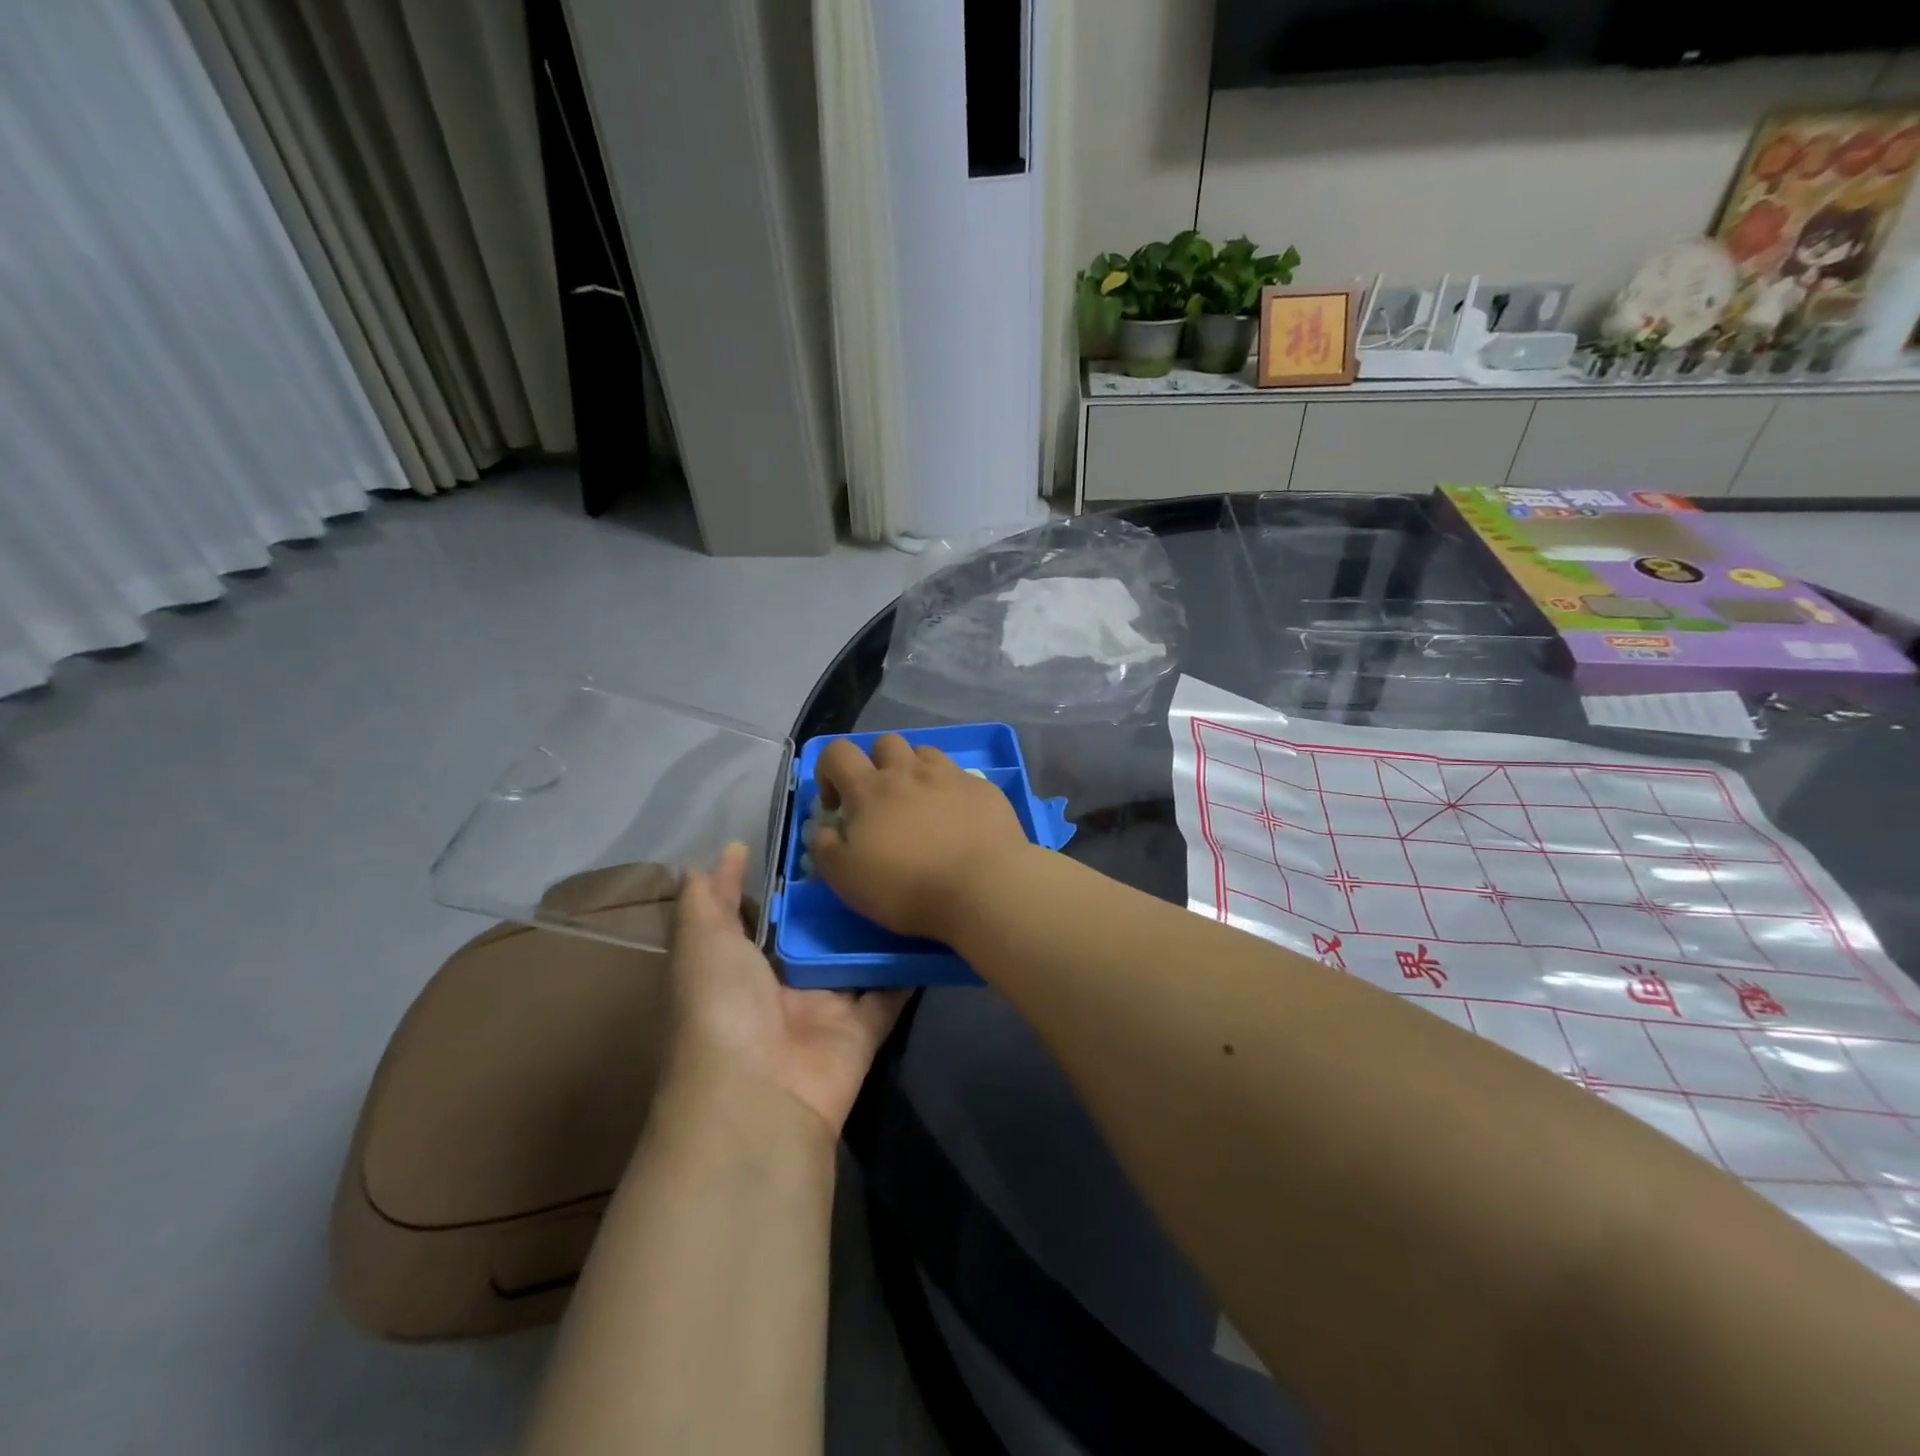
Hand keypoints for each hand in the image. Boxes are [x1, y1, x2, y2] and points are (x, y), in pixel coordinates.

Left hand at [668, 843, 905, 1136]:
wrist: (757, 1092)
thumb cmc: (722, 1006)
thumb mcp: (702, 942)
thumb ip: (710, 898)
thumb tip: (724, 851)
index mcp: (744, 966)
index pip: (771, 916)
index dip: (790, 882)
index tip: (821, 837)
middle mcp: (785, 986)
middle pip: (820, 936)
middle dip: (842, 901)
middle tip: (875, 850)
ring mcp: (826, 1009)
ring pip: (858, 960)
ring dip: (879, 929)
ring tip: (909, 878)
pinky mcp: (862, 1029)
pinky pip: (891, 992)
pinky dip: (911, 968)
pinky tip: (932, 928)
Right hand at [807, 735, 1030, 942]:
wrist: (983, 887)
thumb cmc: (907, 887)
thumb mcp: (847, 879)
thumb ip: (825, 848)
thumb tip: (822, 829)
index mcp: (870, 789)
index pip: (837, 752)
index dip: (828, 771)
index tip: (836, 806)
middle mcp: (910, 771)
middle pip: (886, 743)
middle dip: (876, 764)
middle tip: (881, 802)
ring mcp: (951, 776)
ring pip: (925, 753)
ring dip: (914, 771)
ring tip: (919, 806)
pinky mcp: (983, 789)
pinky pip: (960, 777)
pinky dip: (950, 791)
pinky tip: (958, 820)